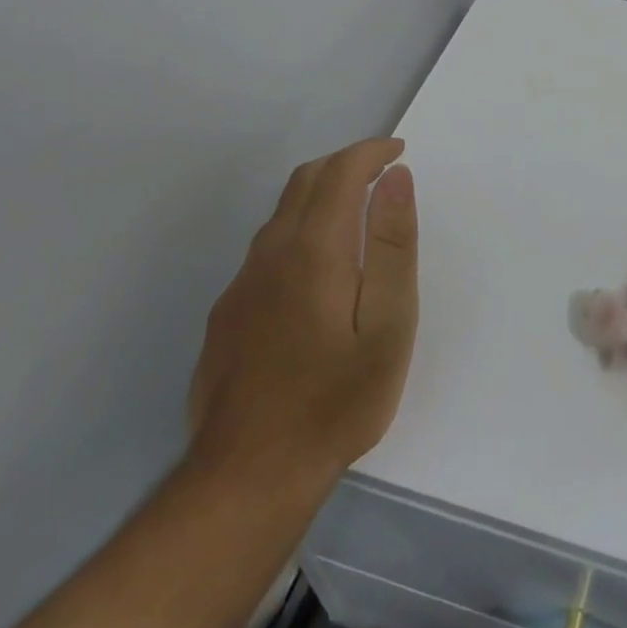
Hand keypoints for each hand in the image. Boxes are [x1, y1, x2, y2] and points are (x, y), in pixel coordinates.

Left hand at [187, 137, 417, 487]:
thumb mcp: (389, 324)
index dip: (371, 152)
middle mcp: (271, 253)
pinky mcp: (227, 314)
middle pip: (305, 181)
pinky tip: (317, 268)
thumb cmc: (337, 399)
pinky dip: (299, 228)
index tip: (398, 151)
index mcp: (315, 250)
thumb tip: (396, 179)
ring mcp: (242, 285)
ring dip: (321, 193)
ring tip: (357, 210)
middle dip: (345, 163)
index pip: (341, 173)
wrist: (248, 476)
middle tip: (382, 172)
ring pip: (281, 213)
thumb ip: (394, 246)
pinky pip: (266, 248)